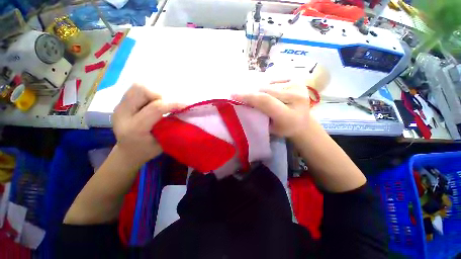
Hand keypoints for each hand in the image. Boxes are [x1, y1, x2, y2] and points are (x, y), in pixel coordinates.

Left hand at [112, 84, 182, 167]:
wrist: (127, 152)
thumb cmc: (147, 151)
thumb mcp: (163, 143)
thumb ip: (172, 127)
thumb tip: (183, 113)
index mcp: (134, 129)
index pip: (155, 108)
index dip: (173, 104)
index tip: (185, 106)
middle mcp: (123, 114)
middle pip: (141, 90)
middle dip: (160, 95)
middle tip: (168, 105)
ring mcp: (119, 107)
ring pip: (137, 86)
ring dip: (154, 92)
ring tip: (160, 103)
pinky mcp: (120, 103)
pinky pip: (135, 90)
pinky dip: (148, 93)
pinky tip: (152, 103)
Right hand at [232, 80, 309, 137]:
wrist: (303, 122)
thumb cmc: (284, 128)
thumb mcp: (269, 127)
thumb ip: (258, 115)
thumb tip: (245, 101)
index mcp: (288, 115)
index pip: (265, 101)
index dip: (248, 96)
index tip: (233, 94)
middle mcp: (296, 98)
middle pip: (266, 90)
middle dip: (253, 93)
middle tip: (247, 98)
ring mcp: (299, 86)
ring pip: (269, 84)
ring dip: (262, 90)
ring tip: (263, 97)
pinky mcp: (299, 80)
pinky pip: (276, 79)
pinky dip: (269, 85)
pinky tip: (273, 93)